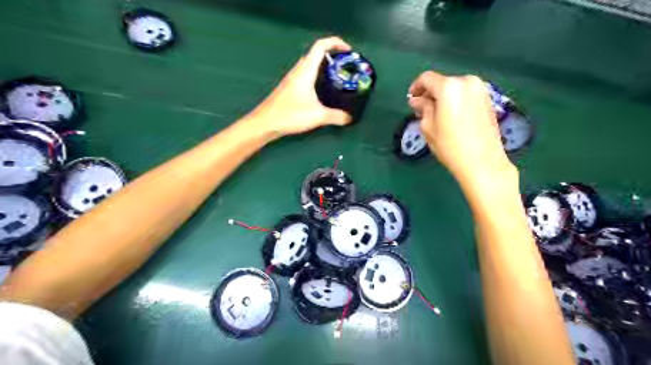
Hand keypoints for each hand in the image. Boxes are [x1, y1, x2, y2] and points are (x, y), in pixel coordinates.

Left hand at [246, 37, 352, 136]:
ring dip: (324, 66)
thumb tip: (349, 118)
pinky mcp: (290, 87)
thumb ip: (336, 117)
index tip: (349, 50)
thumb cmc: (290, 115)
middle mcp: (298, 70)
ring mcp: (293, 78)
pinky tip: (323, 90)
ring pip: (311, 65)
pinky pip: (306, 74)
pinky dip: (317, 76)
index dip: (335, 43)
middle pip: (316, 54)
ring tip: (338, 76)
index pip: (320, 46)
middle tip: (346, 66)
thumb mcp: (317, 116)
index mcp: (306, 71)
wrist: (266, 123)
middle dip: (333, 55)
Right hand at [405, 69, 519, 186]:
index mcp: (449, 87)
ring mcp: (481, 90)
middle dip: (430, 93)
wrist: (483, 162)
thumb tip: (417, 100)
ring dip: (443, 98)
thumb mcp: (429, 127)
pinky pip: (466, 94)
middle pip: (442, 82)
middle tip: (422, 110)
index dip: (415, 87)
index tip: (411, 100)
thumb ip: (423, 108)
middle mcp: (467, 82)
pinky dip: (455, 101)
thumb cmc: (450, 146)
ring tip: (436, 115)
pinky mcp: (489, 100)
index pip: (427, 78)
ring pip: (455, 88)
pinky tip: (451, 116)